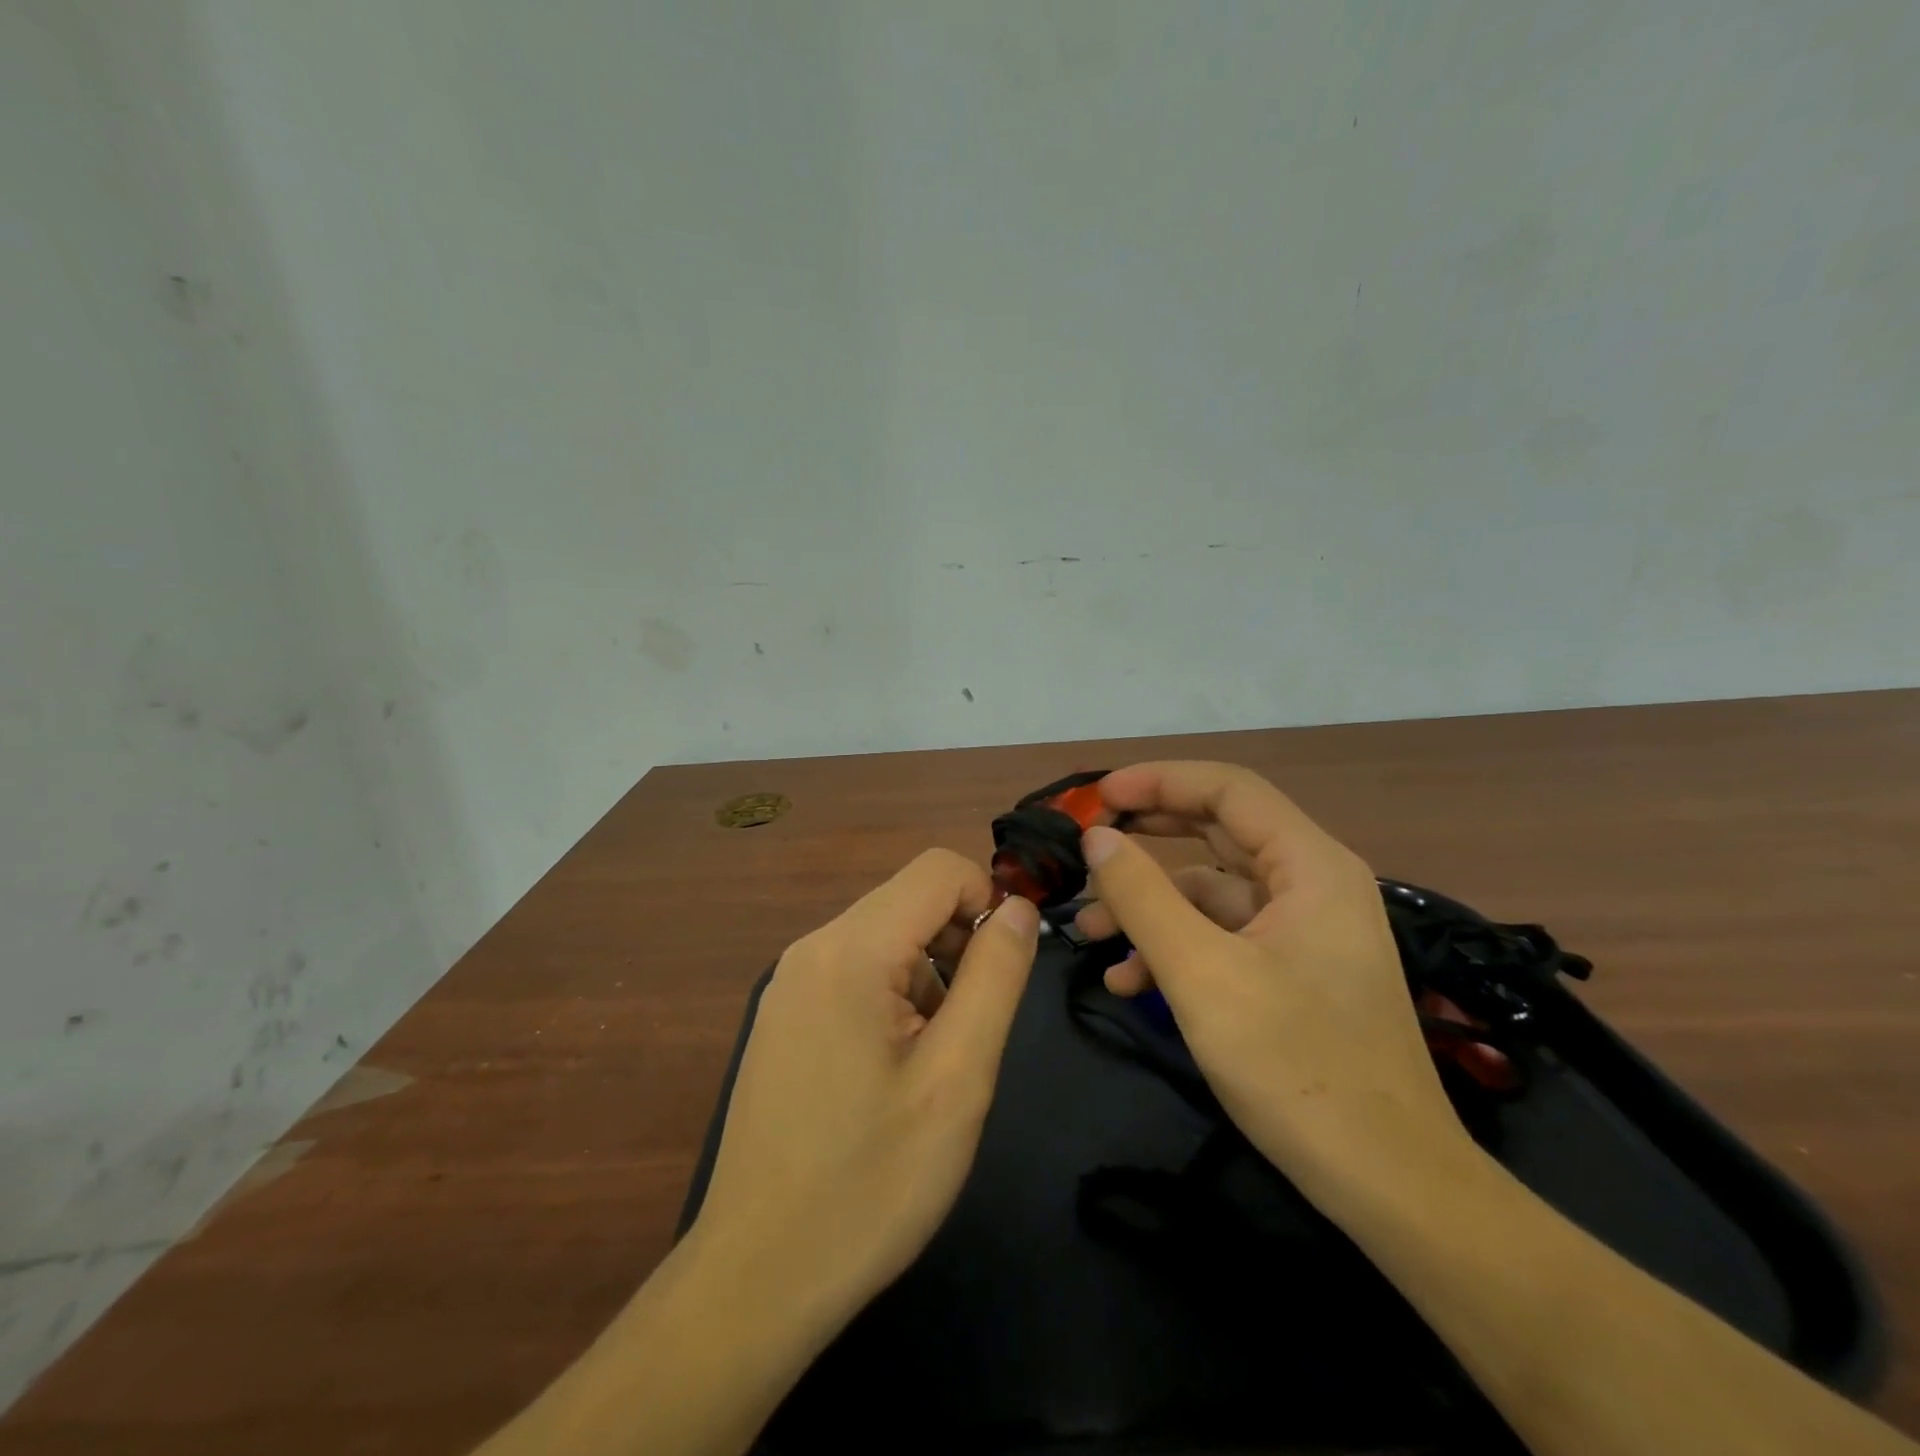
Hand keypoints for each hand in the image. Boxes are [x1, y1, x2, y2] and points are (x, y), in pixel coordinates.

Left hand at [689, 848, 1039, 1324]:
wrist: (757, 1278)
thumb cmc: (870, 1182)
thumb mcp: (957, 1078)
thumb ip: (996, 977)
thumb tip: (1019, 909)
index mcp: (850, 950)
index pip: (939, 869)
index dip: (988, 901)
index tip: (1004, 973)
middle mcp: (812, 947)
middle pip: (910, 900)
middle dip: (958, 943)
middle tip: (969, 1030)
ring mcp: (790, 981)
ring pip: (886, 936)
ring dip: (928, 975)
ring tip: (930, 1062)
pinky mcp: (785, 1013)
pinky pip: (856, 969)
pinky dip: (893, 995)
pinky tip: (890, 1071)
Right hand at [1074, 762, 1475, 1217]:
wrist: (1388, 1186)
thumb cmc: (1296, 1066)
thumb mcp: (1202, 974)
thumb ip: (1142, 896)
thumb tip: (1098, 837)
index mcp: (1309, 866)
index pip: (1228, 789)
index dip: (1158, 781)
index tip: (1097, 798)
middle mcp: (1312, 885)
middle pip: (1217, 832)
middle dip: (1147, 836)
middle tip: (1087, 843)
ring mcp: (1303, 932)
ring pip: (1211, 891)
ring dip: (1150, 904)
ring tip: (1088, 931)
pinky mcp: (1291, 972)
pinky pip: (1222, 936)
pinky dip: (1174, 946)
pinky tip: (1126, 980)